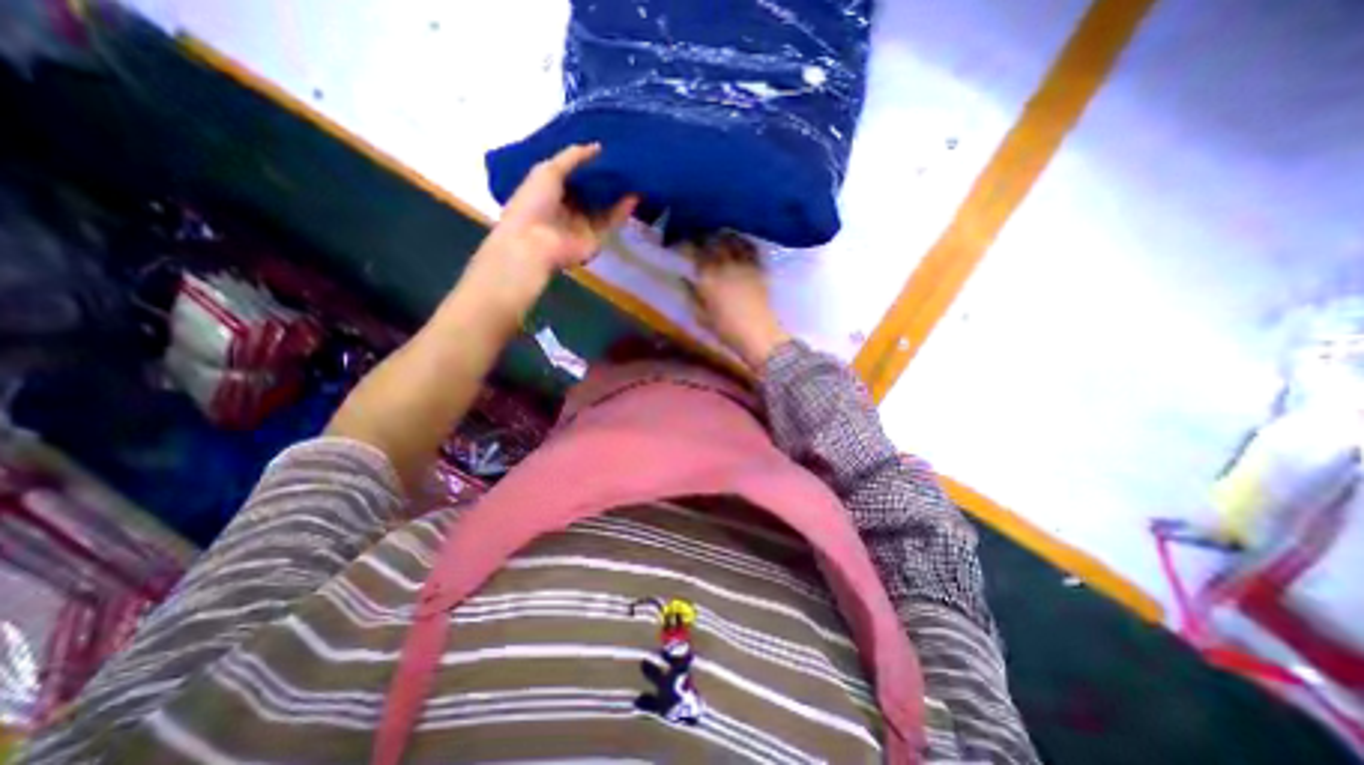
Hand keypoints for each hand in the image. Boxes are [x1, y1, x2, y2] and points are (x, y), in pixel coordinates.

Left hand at [463, 140, 639, 319]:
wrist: (535, 242)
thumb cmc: (533, 202)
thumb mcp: (548, 170)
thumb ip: (573, 157)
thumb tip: (598, 147)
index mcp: (552, 190)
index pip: (575, 174)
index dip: (590, 163)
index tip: (608, 149)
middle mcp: (569, 206)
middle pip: (593, 190)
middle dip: (607, 178)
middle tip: (627, 160)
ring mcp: (584, 223)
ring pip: (605, 206)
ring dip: (619, 193)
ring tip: (635, 175)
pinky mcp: (596, 237)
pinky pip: (611, 221)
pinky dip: (623, 210)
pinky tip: (635, 195)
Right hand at [687, 230, 794, 371]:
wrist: (758, 335)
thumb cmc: (726, 330)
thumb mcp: (701, 317)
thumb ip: (692, 296)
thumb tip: (686, 281)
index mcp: (707, 278)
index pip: (691, 251)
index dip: (684, 245)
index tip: (681, 246)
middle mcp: (723, 265)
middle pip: (711, 241)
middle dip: (703, 238)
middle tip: (699, 240)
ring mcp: (743, 264)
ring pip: (731, 240)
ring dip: (722, 237)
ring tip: (718, 238)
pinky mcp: (758, 267)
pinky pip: (749, 248)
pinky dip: (742, 243)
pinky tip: (739, 245)